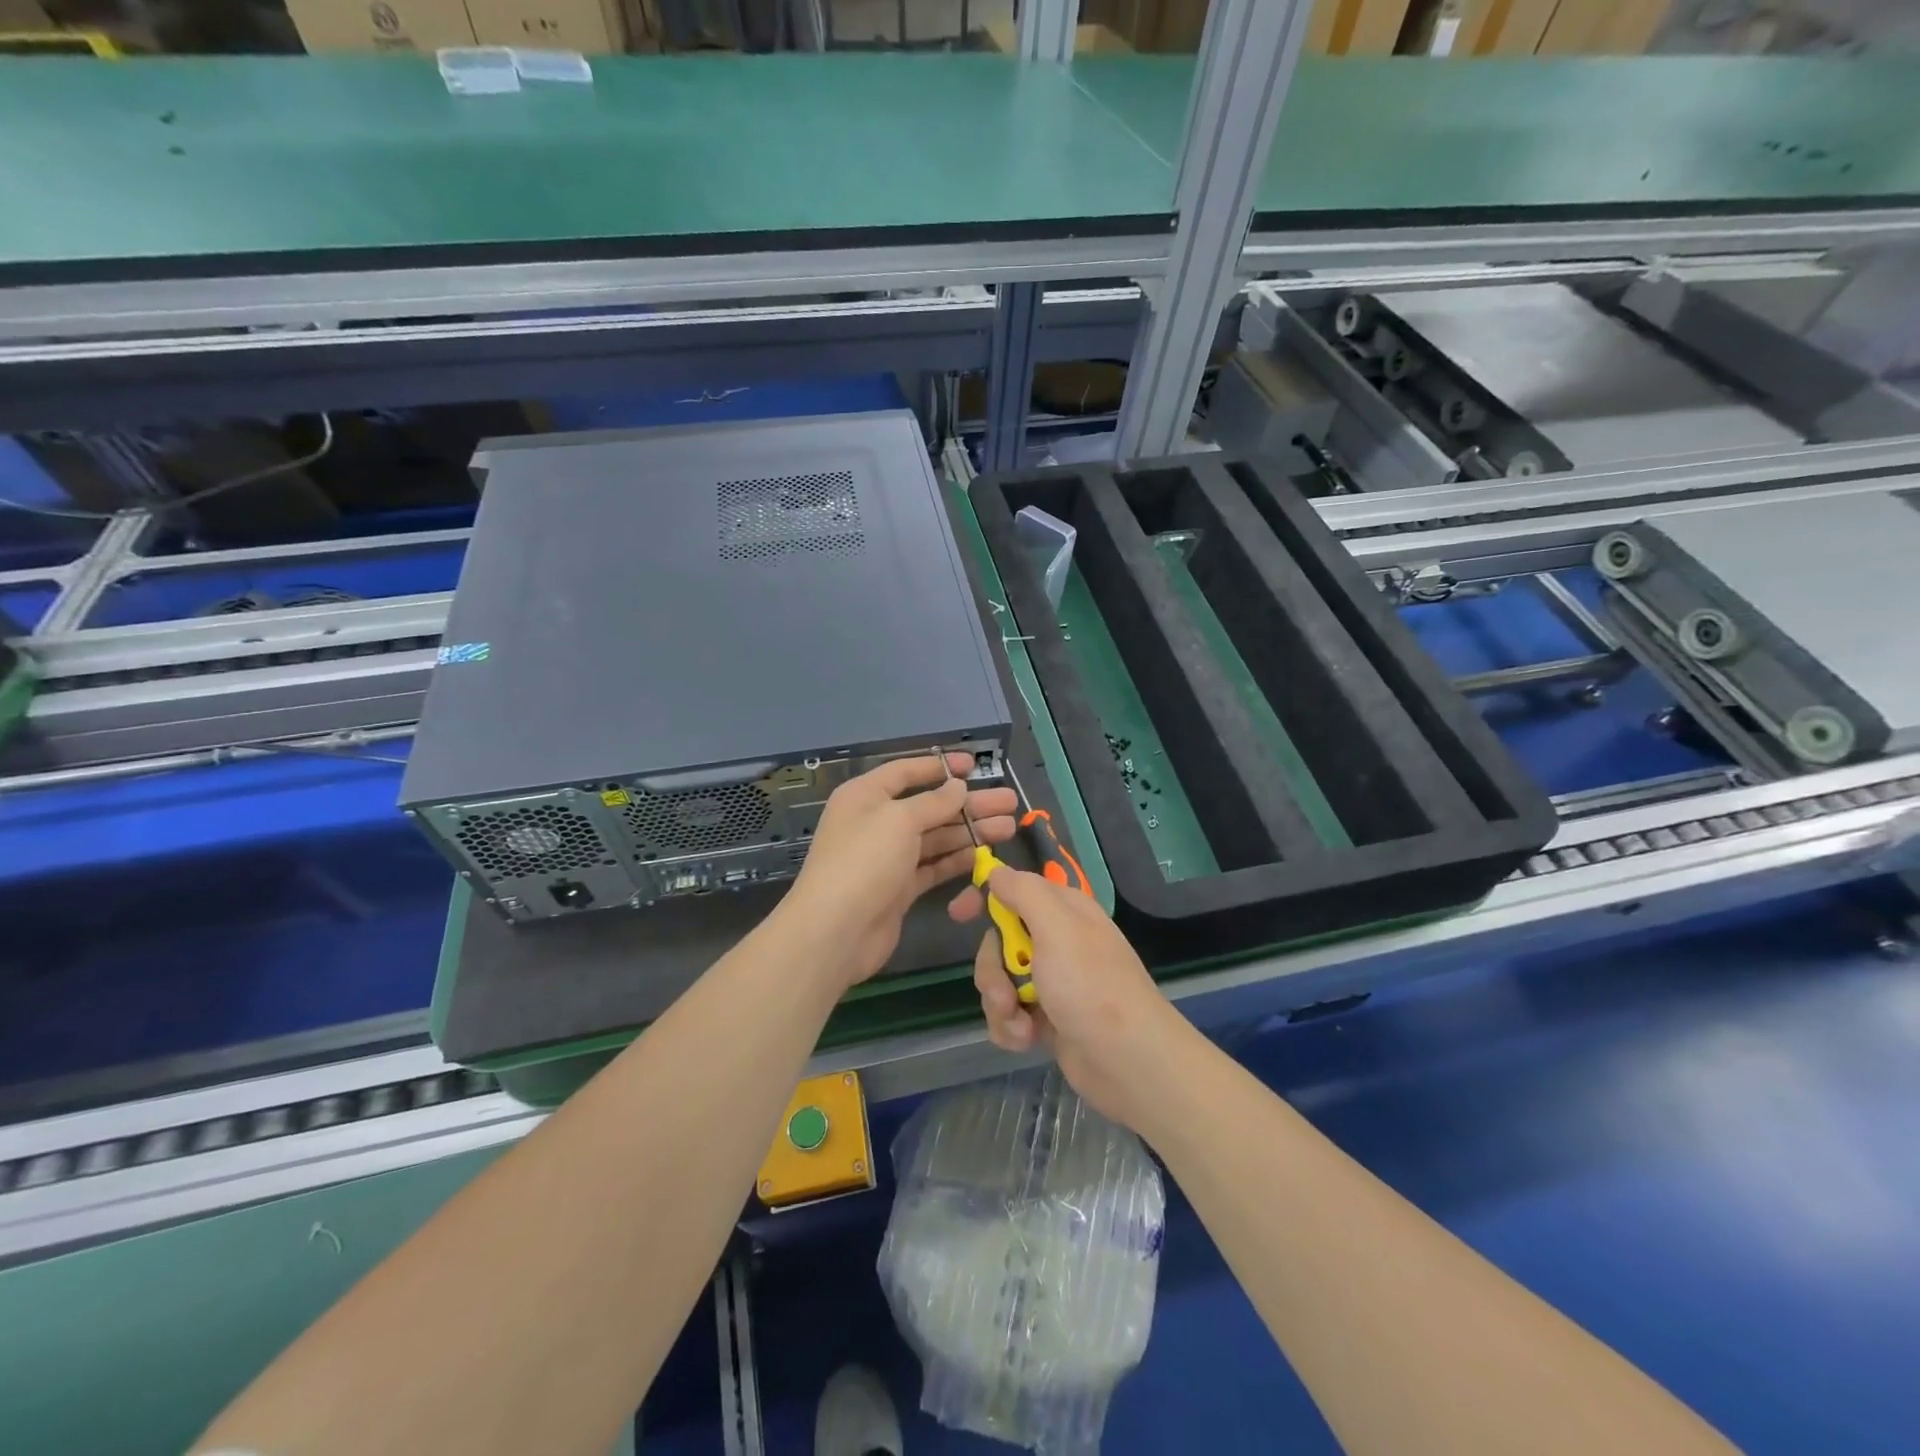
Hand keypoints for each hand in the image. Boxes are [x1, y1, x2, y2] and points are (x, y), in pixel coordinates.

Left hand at [778, 752, 1016, 992]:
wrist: (835, 932)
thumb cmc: (864, 862)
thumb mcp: (899, 820)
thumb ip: (933, 802)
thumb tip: (957, 787)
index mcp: (866, 796)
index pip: (906, 771)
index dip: (940, 766)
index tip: (974, 765)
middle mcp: (877, 822)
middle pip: (929, 806)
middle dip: (969, 804)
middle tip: (1009, 802)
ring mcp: (889, 857)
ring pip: (936, 837)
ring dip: (971, 831)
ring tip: (1008, 827)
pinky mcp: (900, 888)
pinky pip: (934, 866)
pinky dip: (958, 860)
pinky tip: (986, 855)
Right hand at [949, 865, 1185, 1128]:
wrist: (1129, 1062)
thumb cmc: (1091, 986)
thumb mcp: (1056, 927)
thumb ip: (1023, 892)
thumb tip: (997, 871)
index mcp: (1064, 911)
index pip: (1015, 889)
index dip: (985, 897)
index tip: (958, 913)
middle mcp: (1058, 941)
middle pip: (1000, 941)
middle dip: (992, 969)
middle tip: (1005, 991)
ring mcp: (1053, 982)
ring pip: (1000, 980)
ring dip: (1001, 1004)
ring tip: (1021, 1024)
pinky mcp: (1048, 1019)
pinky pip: (1010, 1013)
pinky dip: (1011, 1027)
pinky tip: (1027, 1040)